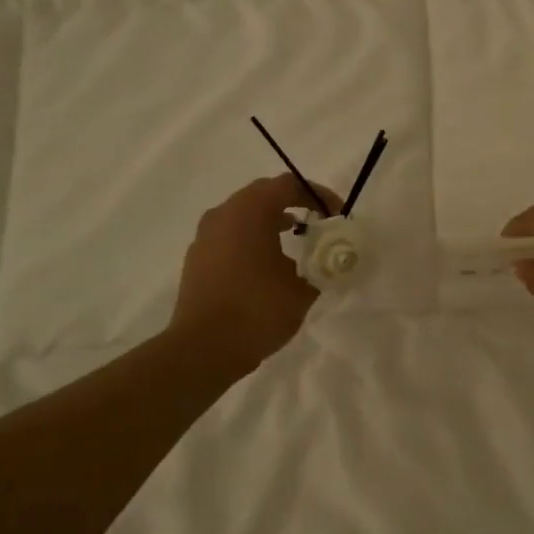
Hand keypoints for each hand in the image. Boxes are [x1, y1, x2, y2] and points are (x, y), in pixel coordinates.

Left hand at [169, 174, 340, 376]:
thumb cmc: (257, 310)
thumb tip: (329, 260)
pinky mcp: (197, 259)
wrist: (203, 349)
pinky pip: (230, 236)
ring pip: (244, 216)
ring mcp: (205, 236)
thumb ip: (321, 266)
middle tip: (318, 224)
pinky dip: (252, 240)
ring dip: (270, 223)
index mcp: (249, 211)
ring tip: (295, 243)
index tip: (337, 215)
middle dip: (294, 205)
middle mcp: (223, 214)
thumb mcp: (303, 289)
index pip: (288, 185)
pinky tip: (267, 266)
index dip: (318, 195)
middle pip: (263, 195)